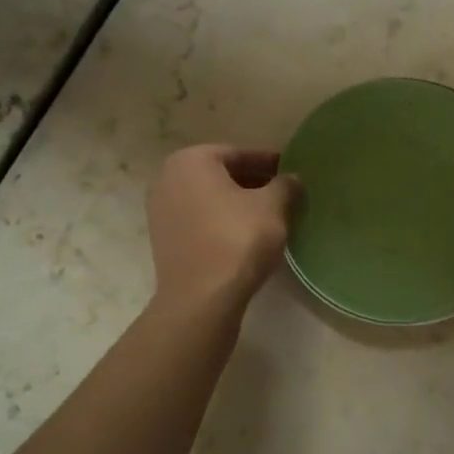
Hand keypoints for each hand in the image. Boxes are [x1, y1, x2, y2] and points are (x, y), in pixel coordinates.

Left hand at [147, 145, 299, 312]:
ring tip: (270, 216)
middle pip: (221, 175)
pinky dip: (223, 222)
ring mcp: (161, 211)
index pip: (238, 153)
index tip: (291, 171)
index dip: (269, 162)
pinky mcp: (164, 240)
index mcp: (191, 160)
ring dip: (238, 203)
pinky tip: (247, 235)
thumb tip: (292, 179)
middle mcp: (168, 179)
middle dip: (253, 182)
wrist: (201, 299)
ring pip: (210, 199)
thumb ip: (285, 186)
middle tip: (283, 193)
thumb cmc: (237, 240)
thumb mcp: (272, 207)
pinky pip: (200, 220)